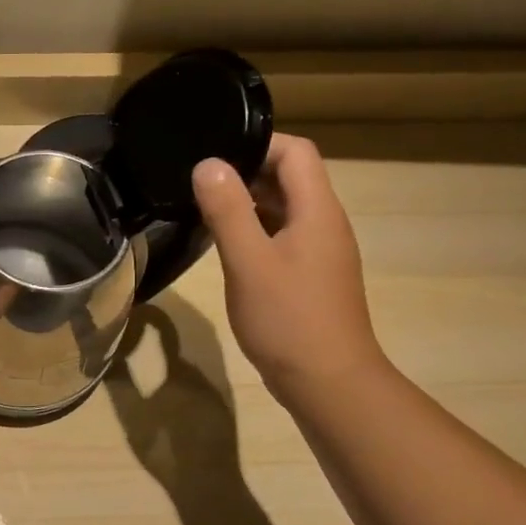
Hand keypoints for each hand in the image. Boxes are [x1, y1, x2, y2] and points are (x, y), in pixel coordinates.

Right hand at [191, 135, 385, 398]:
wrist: (327, 381)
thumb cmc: (288, 319)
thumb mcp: (249, 262)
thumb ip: (228, 210)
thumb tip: (207, 163)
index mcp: (317, 211)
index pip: (296, 152)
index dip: (257, 143)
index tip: (213, 154)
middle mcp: (324, 223)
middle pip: (290, 177)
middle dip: (246, 170)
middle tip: (198, 180)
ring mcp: (319, 250)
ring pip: (284, 207)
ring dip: (247, 200)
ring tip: (203, 206)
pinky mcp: (309, 274)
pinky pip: (281, 234)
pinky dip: (254, 228)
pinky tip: (225, 244)